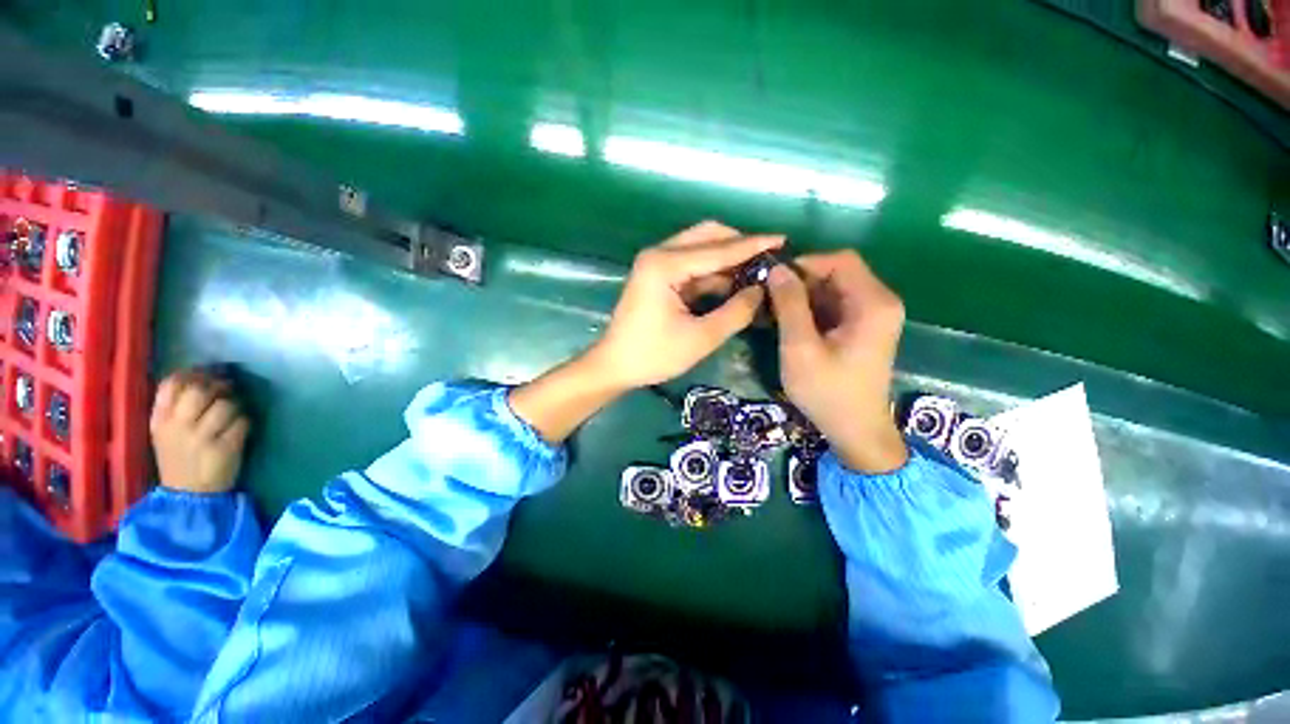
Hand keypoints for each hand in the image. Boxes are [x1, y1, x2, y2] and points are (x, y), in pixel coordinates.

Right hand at [150, 369, 250, 493]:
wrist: (189, 495)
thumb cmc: (180, 458)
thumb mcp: (166, 431)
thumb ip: (175, 405)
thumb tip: (199, 374)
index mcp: (159, 420)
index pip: (171, 384)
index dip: (193, 374)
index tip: (206, 375)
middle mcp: (177, 426)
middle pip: (200, 391)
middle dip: (218, 386)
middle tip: (227, 390)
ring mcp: (201, 438)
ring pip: (225, 405)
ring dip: (235, 405)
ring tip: (233, 413)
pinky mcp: (224, 448)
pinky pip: (242, 422)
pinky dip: (245, 422)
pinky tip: (240, 428)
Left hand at [587, 221, 784, 388]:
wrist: (615, 365)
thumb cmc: (654, 355)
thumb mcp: (701, 338)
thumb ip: (736, 312)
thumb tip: (761, 290)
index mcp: (665, 265)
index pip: (718, 249)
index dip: (752, 245)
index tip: (783, 239)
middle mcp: (659, 254)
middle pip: (707, 236)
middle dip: (739, 245)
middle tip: (768, 258)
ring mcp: (656, 263)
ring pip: (699, 248)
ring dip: (726, 258)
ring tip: (756, 271)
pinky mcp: (656, 275)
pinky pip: (691, 264)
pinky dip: (712, 271)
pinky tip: (732, 283)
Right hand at [765, 251, 907, 473]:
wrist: (855, 430)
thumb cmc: (827, 392)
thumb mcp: (801, 348)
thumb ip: (790, 305)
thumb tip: (776, 270)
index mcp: (873, 303)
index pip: (840, 260)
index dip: (804, 264)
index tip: (773, 282)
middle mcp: (880, 302)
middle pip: (838, 272)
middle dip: (800, 281)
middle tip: (768, 299)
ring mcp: (873, 315)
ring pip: (834, 288)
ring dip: (802, 296)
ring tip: (773, 311)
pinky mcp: (863, 328)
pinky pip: (835, 305)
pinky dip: (810, 309)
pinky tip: (788, 323)